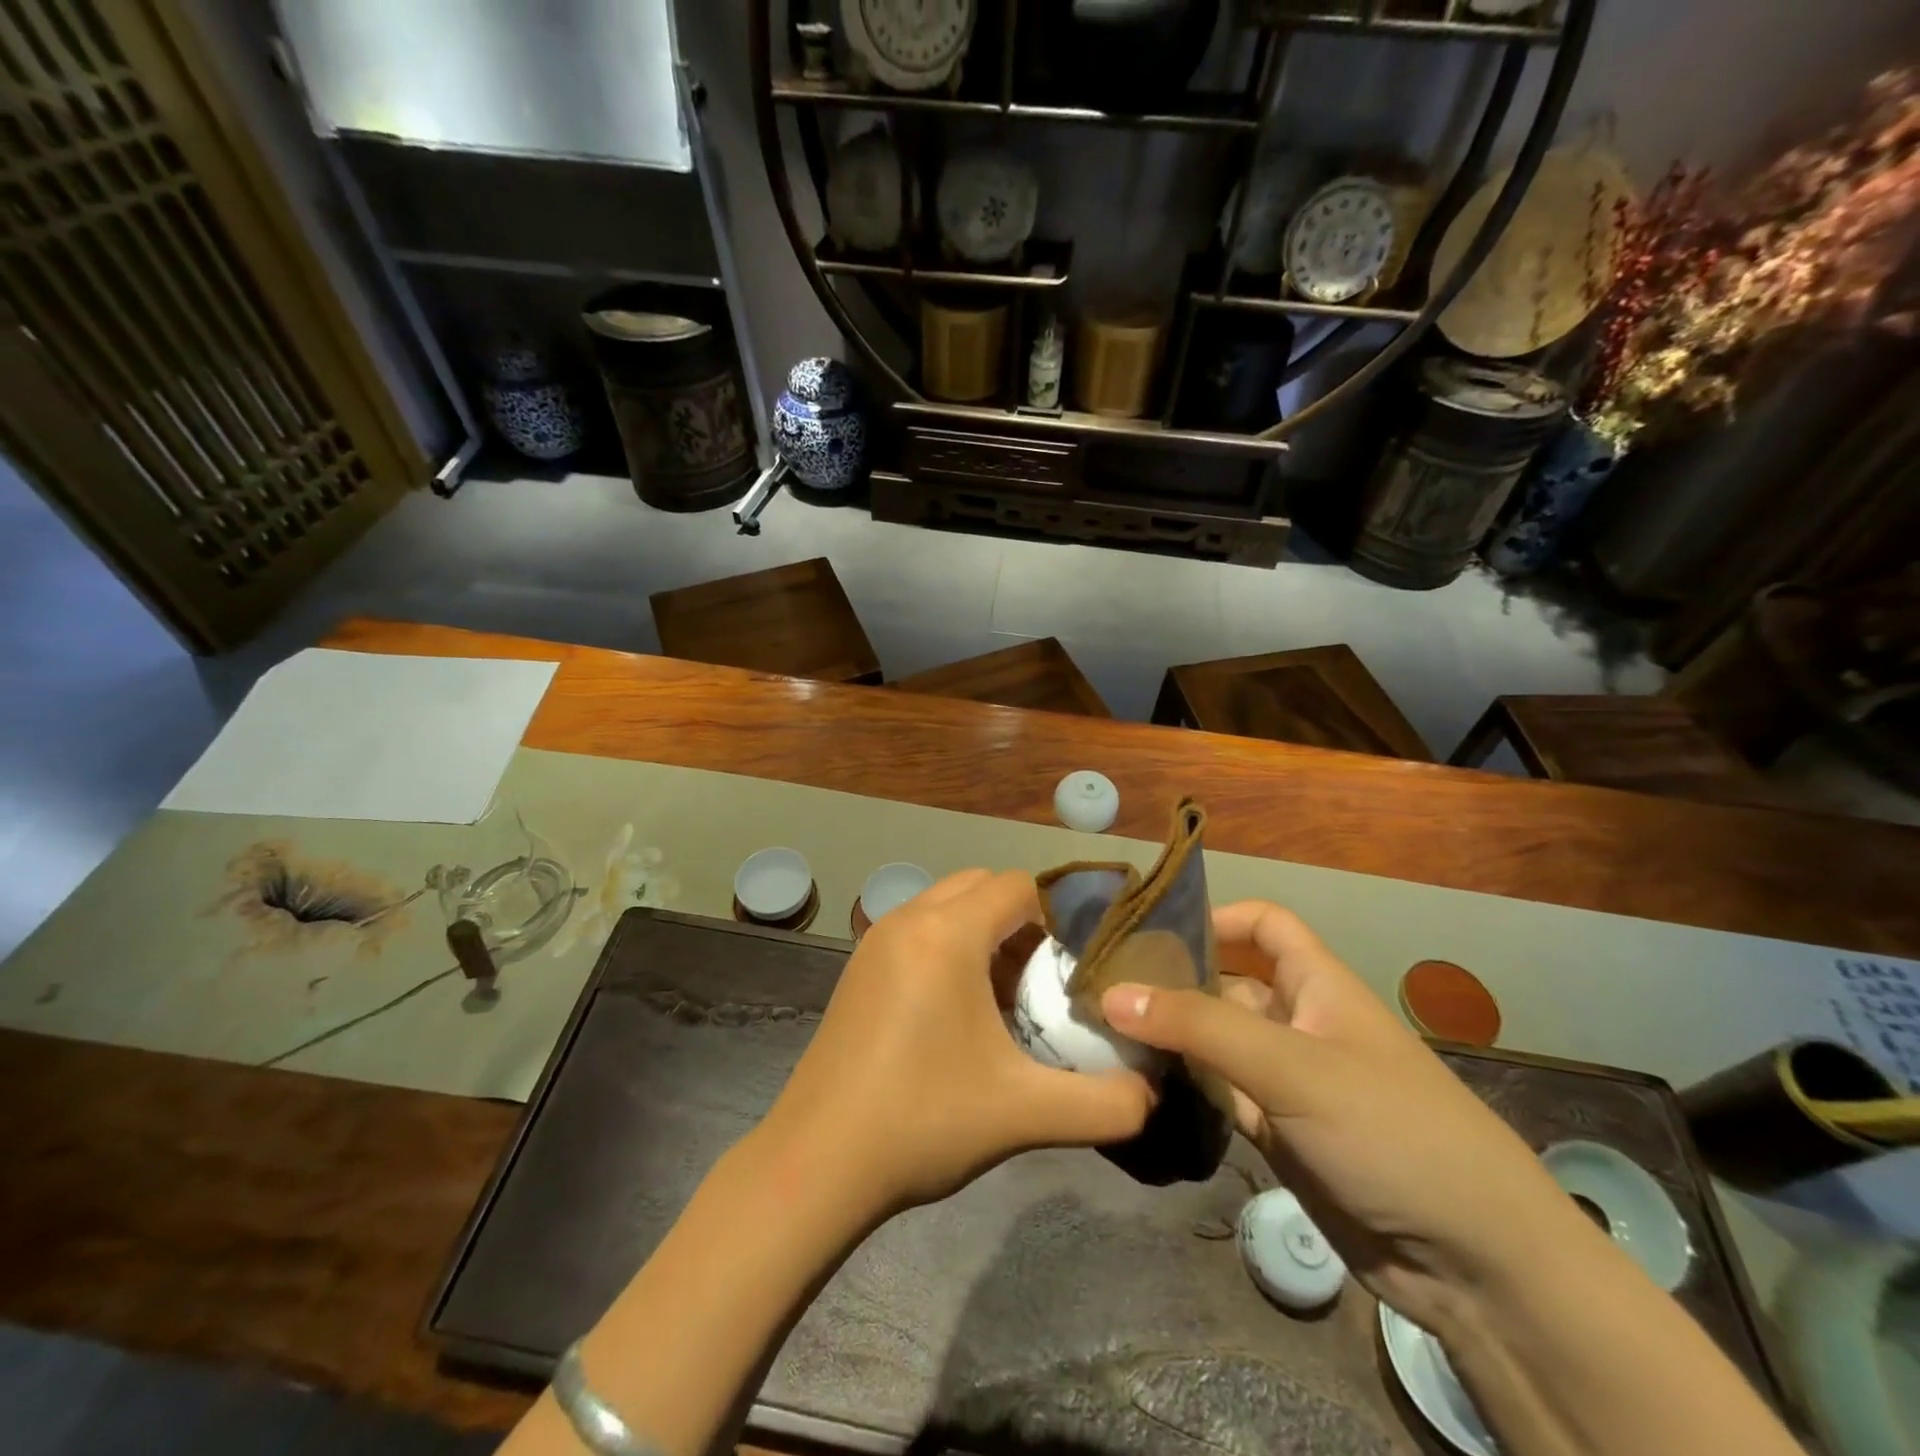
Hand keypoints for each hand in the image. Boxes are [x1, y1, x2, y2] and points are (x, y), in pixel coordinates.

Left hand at [763, 870, 1153, 1216]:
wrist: (817, 1162)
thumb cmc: (923, 1122)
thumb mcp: (1026, 1113)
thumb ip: (1106, 1104)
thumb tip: (1151, 1095)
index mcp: (946, 934)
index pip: (1017, 886)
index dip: (1055, 916)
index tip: (1075, 966)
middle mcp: (908, 919)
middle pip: (981, 886)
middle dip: (1020, 921)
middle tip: (1043, 981)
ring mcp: (875, 940)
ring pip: (946, 905)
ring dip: (982, 933)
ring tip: (1005, 998)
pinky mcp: (858, 967)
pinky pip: (918, 929)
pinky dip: (948, 947)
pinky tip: (957, 1013)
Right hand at [1101, 900, 1600, 1336]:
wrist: (1474, 1264)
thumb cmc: (1390, 1130)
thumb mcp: (1293, 1067)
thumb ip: (1200, 1027)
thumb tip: (1112, 994)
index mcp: (1317, 985)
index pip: (1264, 924)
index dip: (1216, 917)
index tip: (1152, 930)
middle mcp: (1298, 1022)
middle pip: (1226, 982)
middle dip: (1173, 979)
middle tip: (1100, 983)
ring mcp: (1285, 1079)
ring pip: (1215, 1040)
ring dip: (1170, 1034)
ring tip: (1100, 1028)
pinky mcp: (1276, 1130)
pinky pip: (1218, 1091)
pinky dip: (1184, 1083)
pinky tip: (1137, 1080)